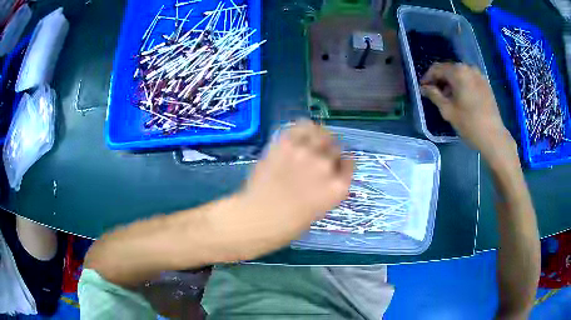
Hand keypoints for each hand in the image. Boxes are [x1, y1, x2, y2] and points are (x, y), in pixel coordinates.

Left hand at [209, 120, 353, 260]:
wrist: (258, 218)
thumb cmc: (288, 224)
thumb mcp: (319, 209)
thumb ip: (326, 189)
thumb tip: (325, 175)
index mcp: (338, 187)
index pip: (349, 163)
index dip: (341, 163)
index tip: (335, 164)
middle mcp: (327, 166)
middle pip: (336, 148)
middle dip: (329, 152)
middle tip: (318, 156)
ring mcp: (307, 152)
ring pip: (322, 133)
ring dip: (319, 137)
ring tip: (311, 141)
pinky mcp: (287, 143)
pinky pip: (302, 126)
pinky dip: (304, 128)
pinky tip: (300, 133)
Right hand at [420, 63, 516, 160]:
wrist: (493, 136)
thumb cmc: (469, 123)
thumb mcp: (448, 110)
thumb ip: (434, 95)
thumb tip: (424, 88)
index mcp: (458, 72)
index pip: (437, 68)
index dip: (428, 77)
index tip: (423, 88)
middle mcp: (468, 68)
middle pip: (449, 69)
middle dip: (440, 79)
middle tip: (434, 93)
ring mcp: (479, 75)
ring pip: (459, 73)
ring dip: (451, 82)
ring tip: (448, 97)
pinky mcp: (485, 83)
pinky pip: (469, 78)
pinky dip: (462, 84)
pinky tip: (461, 97)